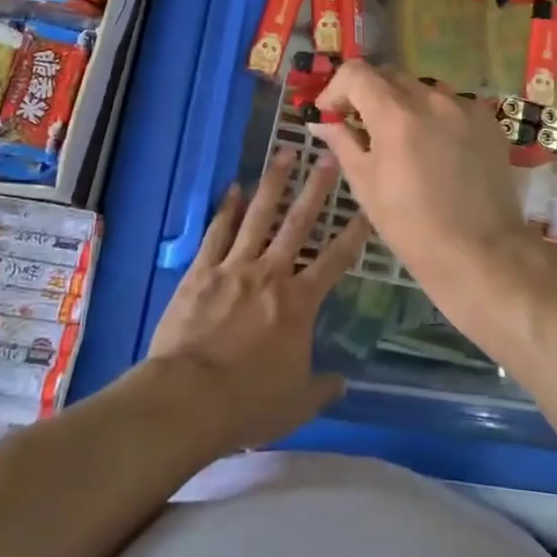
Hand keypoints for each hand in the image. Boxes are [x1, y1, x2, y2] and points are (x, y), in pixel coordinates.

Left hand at [147, 150, 368, 453]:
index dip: (354, 233)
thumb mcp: (296, 404)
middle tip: (329, 156)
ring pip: (258, 216)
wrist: (188, 399)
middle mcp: (271, 274)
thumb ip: (322, 388)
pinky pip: (217, 232)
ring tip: (285, 152)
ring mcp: (234, 267)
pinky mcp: (202, 271)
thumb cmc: (248, 403)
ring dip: (273, 183)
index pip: (335, 260)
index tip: (367, 207)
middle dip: (317, 189)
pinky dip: (226, 209)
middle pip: (298, 223)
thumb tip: (342, 381)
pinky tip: (233, 187)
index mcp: (299, 303)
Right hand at [309, 61, 554, 341]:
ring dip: (402, 104)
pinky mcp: (487, 120)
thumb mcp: (366, 185)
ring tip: (400, 141)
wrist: (482, 253)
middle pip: (389, 76)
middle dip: (368, 95)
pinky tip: (435, 149)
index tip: (331, 113)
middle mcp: (432, 98)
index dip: (336, 88)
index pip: (356, 73)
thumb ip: (343, 143)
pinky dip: (433, 117)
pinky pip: (450, 105)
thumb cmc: (412, 226)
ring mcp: (464, 107)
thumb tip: (321, 121)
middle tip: (360, 125)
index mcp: (396, 114)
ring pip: (421, 89)